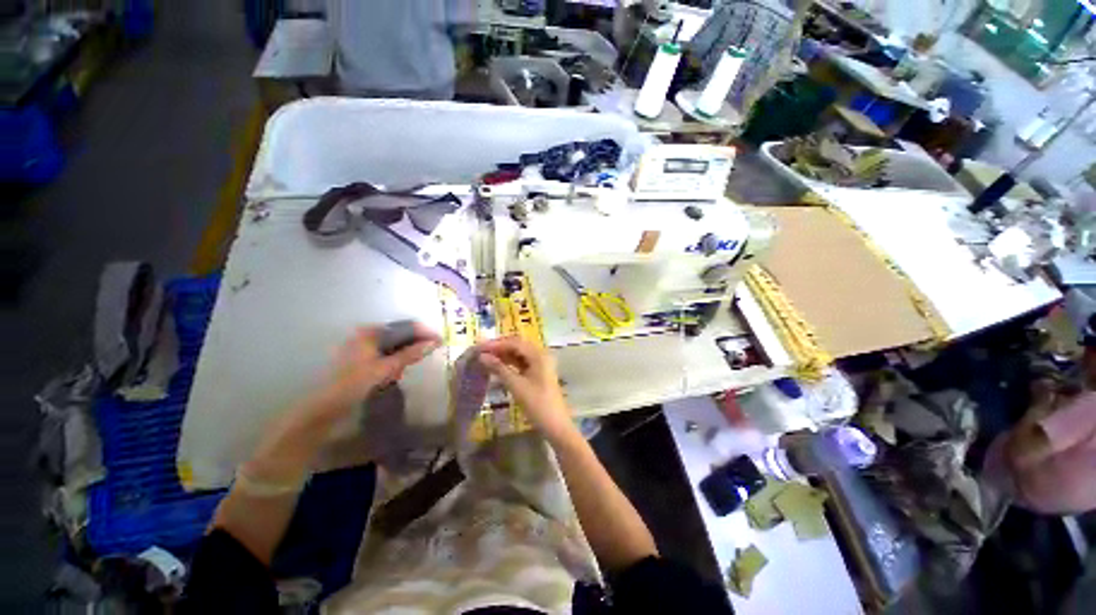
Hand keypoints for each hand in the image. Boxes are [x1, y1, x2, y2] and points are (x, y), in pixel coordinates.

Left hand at [314, 323, 441, 419]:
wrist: (323, 408)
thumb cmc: (354, 384)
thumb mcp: (385, 368)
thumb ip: (410, 354)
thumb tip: (434, 343)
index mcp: (370, 332)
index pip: (405, 327)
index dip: (424, 333)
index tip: (440, 341)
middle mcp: (366, 335)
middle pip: (400, 336)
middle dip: (413, 347)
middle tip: (423, 358)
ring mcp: (363, 347)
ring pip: (393, 347)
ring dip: (403, 357)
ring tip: (402, 372)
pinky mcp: (361, 359)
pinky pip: (385, 355)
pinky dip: (393, 363)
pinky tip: (393, 375)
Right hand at [477, 337, 576, 443]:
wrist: (556, 426)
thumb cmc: (537, 405)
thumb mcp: (516, 386)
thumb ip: (499, 369)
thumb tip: (482, 356)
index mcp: (539, 355)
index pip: (515, 343)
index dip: (496, 344)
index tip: (479, 347)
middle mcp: (541, 355)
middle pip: (517, 346)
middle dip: (499, 348)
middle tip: (480, 352)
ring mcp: (541, 364)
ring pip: (519, 354)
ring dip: (503, 355)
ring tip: (485, 358)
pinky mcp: (538, 373)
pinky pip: (522, 363)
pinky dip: (509, 364)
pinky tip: (497, 366)